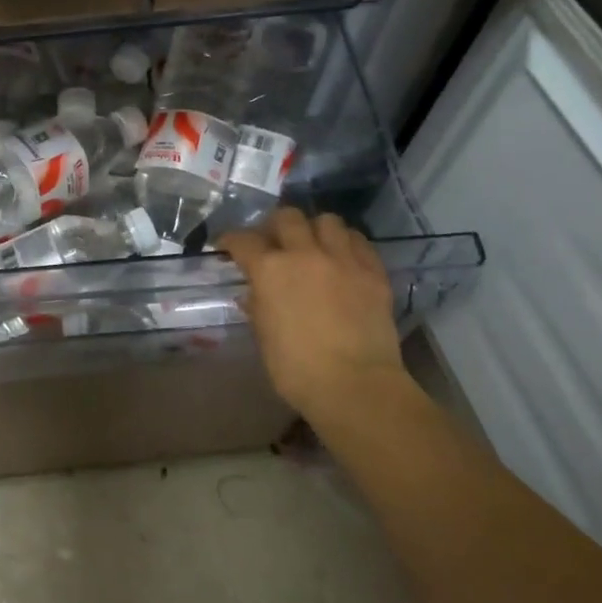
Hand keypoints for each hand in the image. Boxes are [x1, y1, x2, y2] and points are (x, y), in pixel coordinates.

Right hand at [218, 210, 407, 426]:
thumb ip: (257, 307)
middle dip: (275, 226)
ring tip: (313, 246)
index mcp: (270, 270)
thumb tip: (253, 294)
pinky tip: (343, 259)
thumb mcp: (263, 337)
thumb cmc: (296, 369)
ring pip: (327, 221)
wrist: (356, 386)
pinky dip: (347, 244)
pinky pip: (359, 242)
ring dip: (315, 229)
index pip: (243, 240)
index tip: (228, 247)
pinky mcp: (373, 272)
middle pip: (287, 217)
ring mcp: (343, 260)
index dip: (231, 241)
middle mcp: (304, 254)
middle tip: (274, 242)